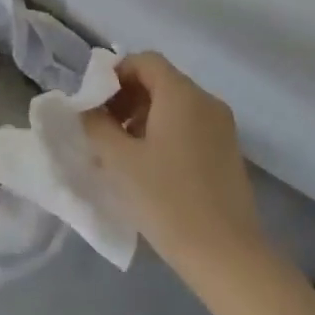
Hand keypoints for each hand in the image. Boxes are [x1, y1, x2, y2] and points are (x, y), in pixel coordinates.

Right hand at [83, 52, 265, 282]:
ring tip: (121, 152)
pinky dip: (165, 133)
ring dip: (144, 117)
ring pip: (175, 105)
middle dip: (127, 97)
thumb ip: (97, 126)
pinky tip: (149, 167)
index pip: (145, 61)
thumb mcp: (120, 161)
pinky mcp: (228, 151)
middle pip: (161, 81)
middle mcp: (206, 101)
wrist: (225, 253)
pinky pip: (190, 126)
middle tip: (102, 129)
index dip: (115, 74)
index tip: (94, 103)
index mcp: (182, 94)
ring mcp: (222, 126)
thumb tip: (87, 109)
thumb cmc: (167, 200)